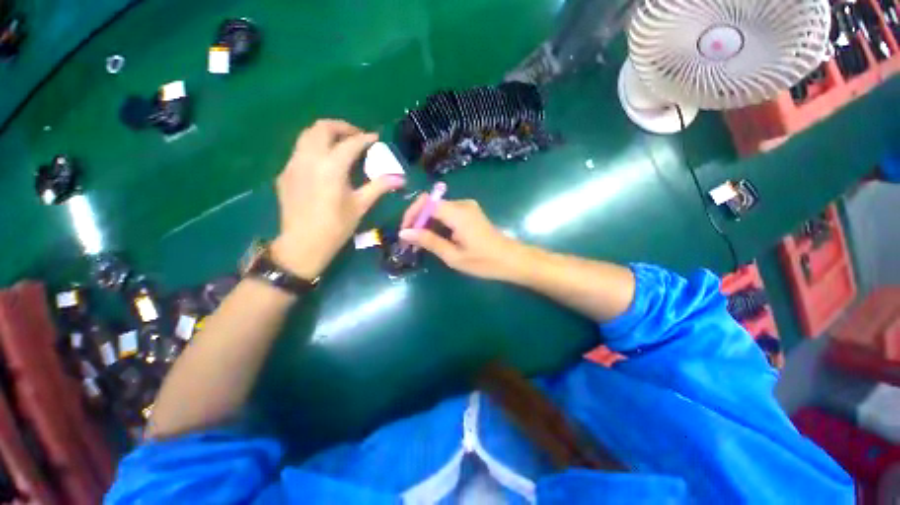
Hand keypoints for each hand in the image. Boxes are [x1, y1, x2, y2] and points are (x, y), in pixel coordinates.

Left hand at [272, 119, 404, 278]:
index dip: (365, 138)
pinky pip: (300, 151)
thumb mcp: (361, 206)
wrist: (303, 244)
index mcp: (331, 167)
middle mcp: (309, 159)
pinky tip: (324, 164)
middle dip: (341, 127)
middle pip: (322, 128)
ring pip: (307, 136)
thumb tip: (400, 179)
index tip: (375, 138)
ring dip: (325, 134)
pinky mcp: (285, 173)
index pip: (350, 143)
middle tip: (356, 137)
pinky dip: (314, 148)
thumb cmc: (336, 226)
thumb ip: (379, 187)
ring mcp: (293, 164)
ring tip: (340, 145)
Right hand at [398, 197, 522, 280]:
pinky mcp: (470, 213)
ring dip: (427, 225)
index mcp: (457, 213)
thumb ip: (429, 241)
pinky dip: (438, 225)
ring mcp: (468, 208)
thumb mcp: (453, 256)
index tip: (404, 234)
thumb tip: (404, 233)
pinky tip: (435, 240)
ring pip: (438, 210)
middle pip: (431, 205)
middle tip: (410, 243)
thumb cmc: (484, 261)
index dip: (411, 215)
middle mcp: (462, 204)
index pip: (426, 203)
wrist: (512, 260)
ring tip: (420, 245)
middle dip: (418, 222)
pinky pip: (448, 214)